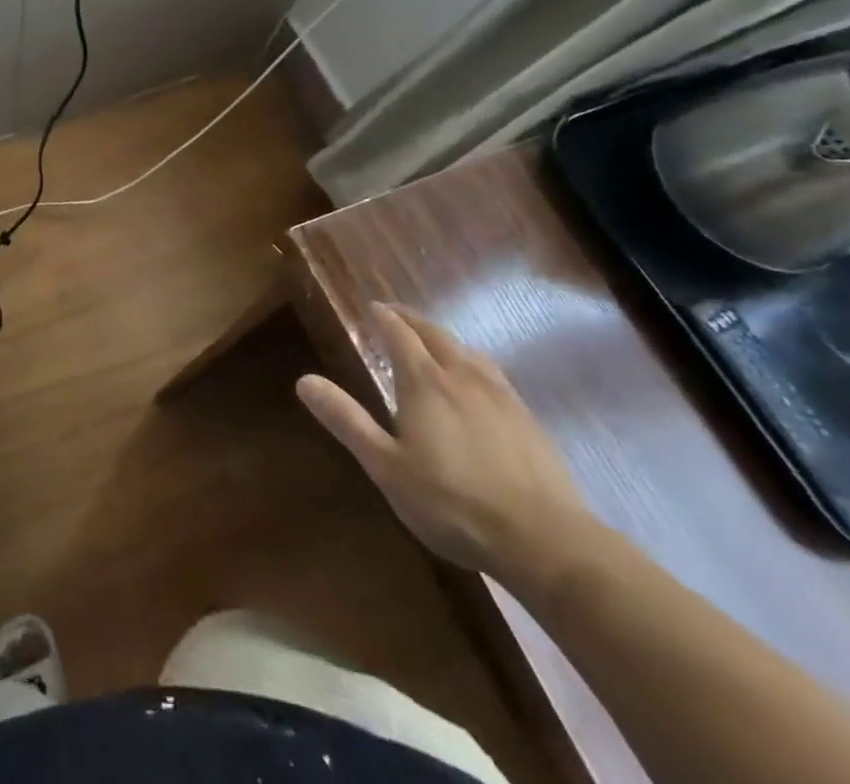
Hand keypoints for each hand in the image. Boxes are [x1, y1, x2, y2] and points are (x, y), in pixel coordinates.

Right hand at [296, 303, 593, 590]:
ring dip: (445, 338)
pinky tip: (478, 382)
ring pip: (468, 351)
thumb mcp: (386, 466)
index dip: (383, 318)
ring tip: (434, 341)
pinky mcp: (528, 420)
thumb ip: (346, 420)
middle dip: (412, 320)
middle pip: (435, 334)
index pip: (399, 334)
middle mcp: (462, 376)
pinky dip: (473, 362)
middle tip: (395, 315)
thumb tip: (304, 380)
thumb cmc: (452, 503)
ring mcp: (501, 396)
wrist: (545, 541)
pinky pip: (493, 373)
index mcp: (424, 382)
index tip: (372, 308)